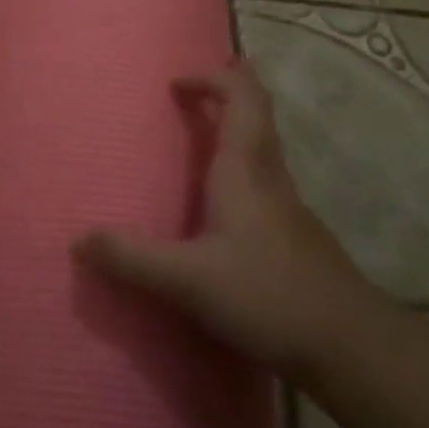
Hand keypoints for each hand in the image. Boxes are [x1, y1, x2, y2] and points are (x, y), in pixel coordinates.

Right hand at [74, 61, 377, 379]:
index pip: (240, 99)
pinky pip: (267, 182)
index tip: (177, 83)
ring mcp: (290, 208)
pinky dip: (246, 168)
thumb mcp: (188, 279)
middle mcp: (270, 178)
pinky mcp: (299, 238)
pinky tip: (230, 203)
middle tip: (203, 83)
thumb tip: (77, 241)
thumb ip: (132, 259)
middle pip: (258, 116)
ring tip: (210, 133)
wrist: (351, 347)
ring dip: (240, 129)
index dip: (212, 80)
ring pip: (265, 150)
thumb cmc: (267, 296)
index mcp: (245, 171)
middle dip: (232, 91)